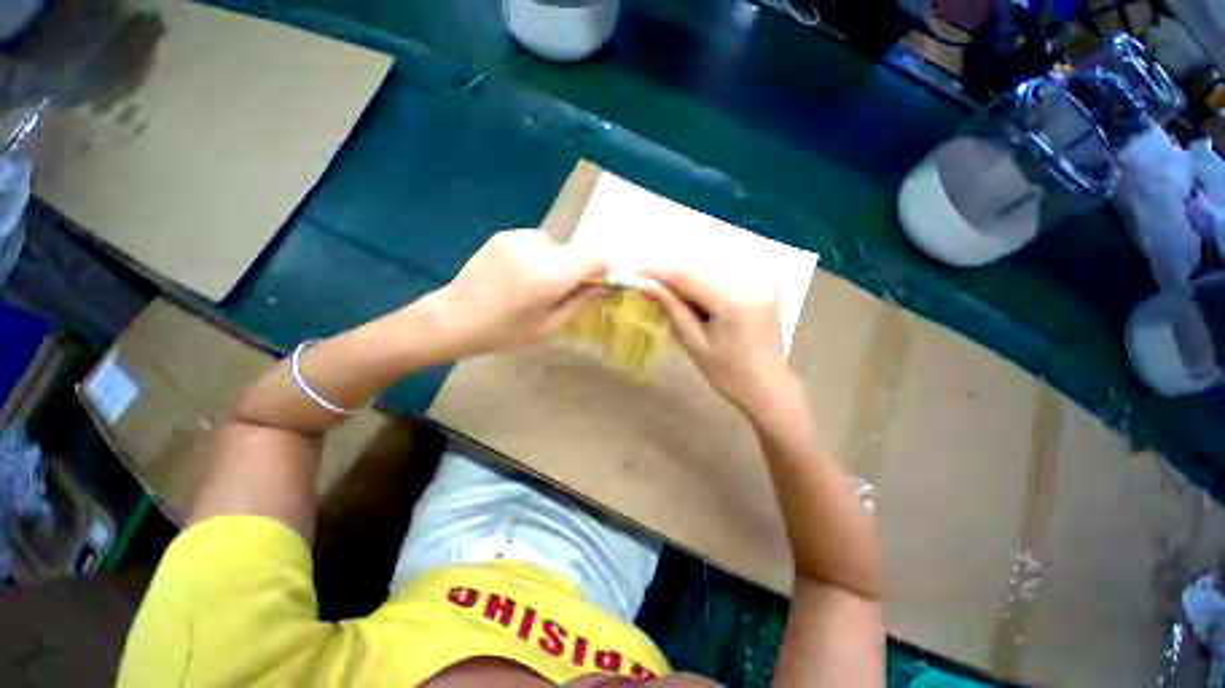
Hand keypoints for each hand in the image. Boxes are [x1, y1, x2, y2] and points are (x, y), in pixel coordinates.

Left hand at [429, 229, 608, 354]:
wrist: (453, 318)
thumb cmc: (503, 332)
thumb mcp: (549, 326)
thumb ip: (581, 302)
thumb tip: (607, 287)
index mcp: (548, 276)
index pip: (593, 259)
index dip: (604, 270)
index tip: (601, 285)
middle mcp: (536, 249)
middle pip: (577, 251)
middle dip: (582, 268)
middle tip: (571, 290)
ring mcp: (517, 238)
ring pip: (558, 245)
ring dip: (561, 261)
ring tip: (543, 283)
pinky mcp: (504, 235)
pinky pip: (538, 241)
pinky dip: (543, 255)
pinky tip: (526, 273)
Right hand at [643, 268, 797, 417]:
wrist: (769, 387)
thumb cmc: (729, 374)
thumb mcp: (695, 343)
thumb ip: (672, 309)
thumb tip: (646, 286)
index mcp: (731, 300)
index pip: (686, 276)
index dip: (659, 273)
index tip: (637, 273)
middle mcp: (750, 282)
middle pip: (700, 269)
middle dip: (675, 278)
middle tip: (656, 291)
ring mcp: (762, 282)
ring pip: (714, 270)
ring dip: (692, 281)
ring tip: (680, 300)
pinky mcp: (766, 286)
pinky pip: (729, 275)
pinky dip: (710, 283)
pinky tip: (703, 301)